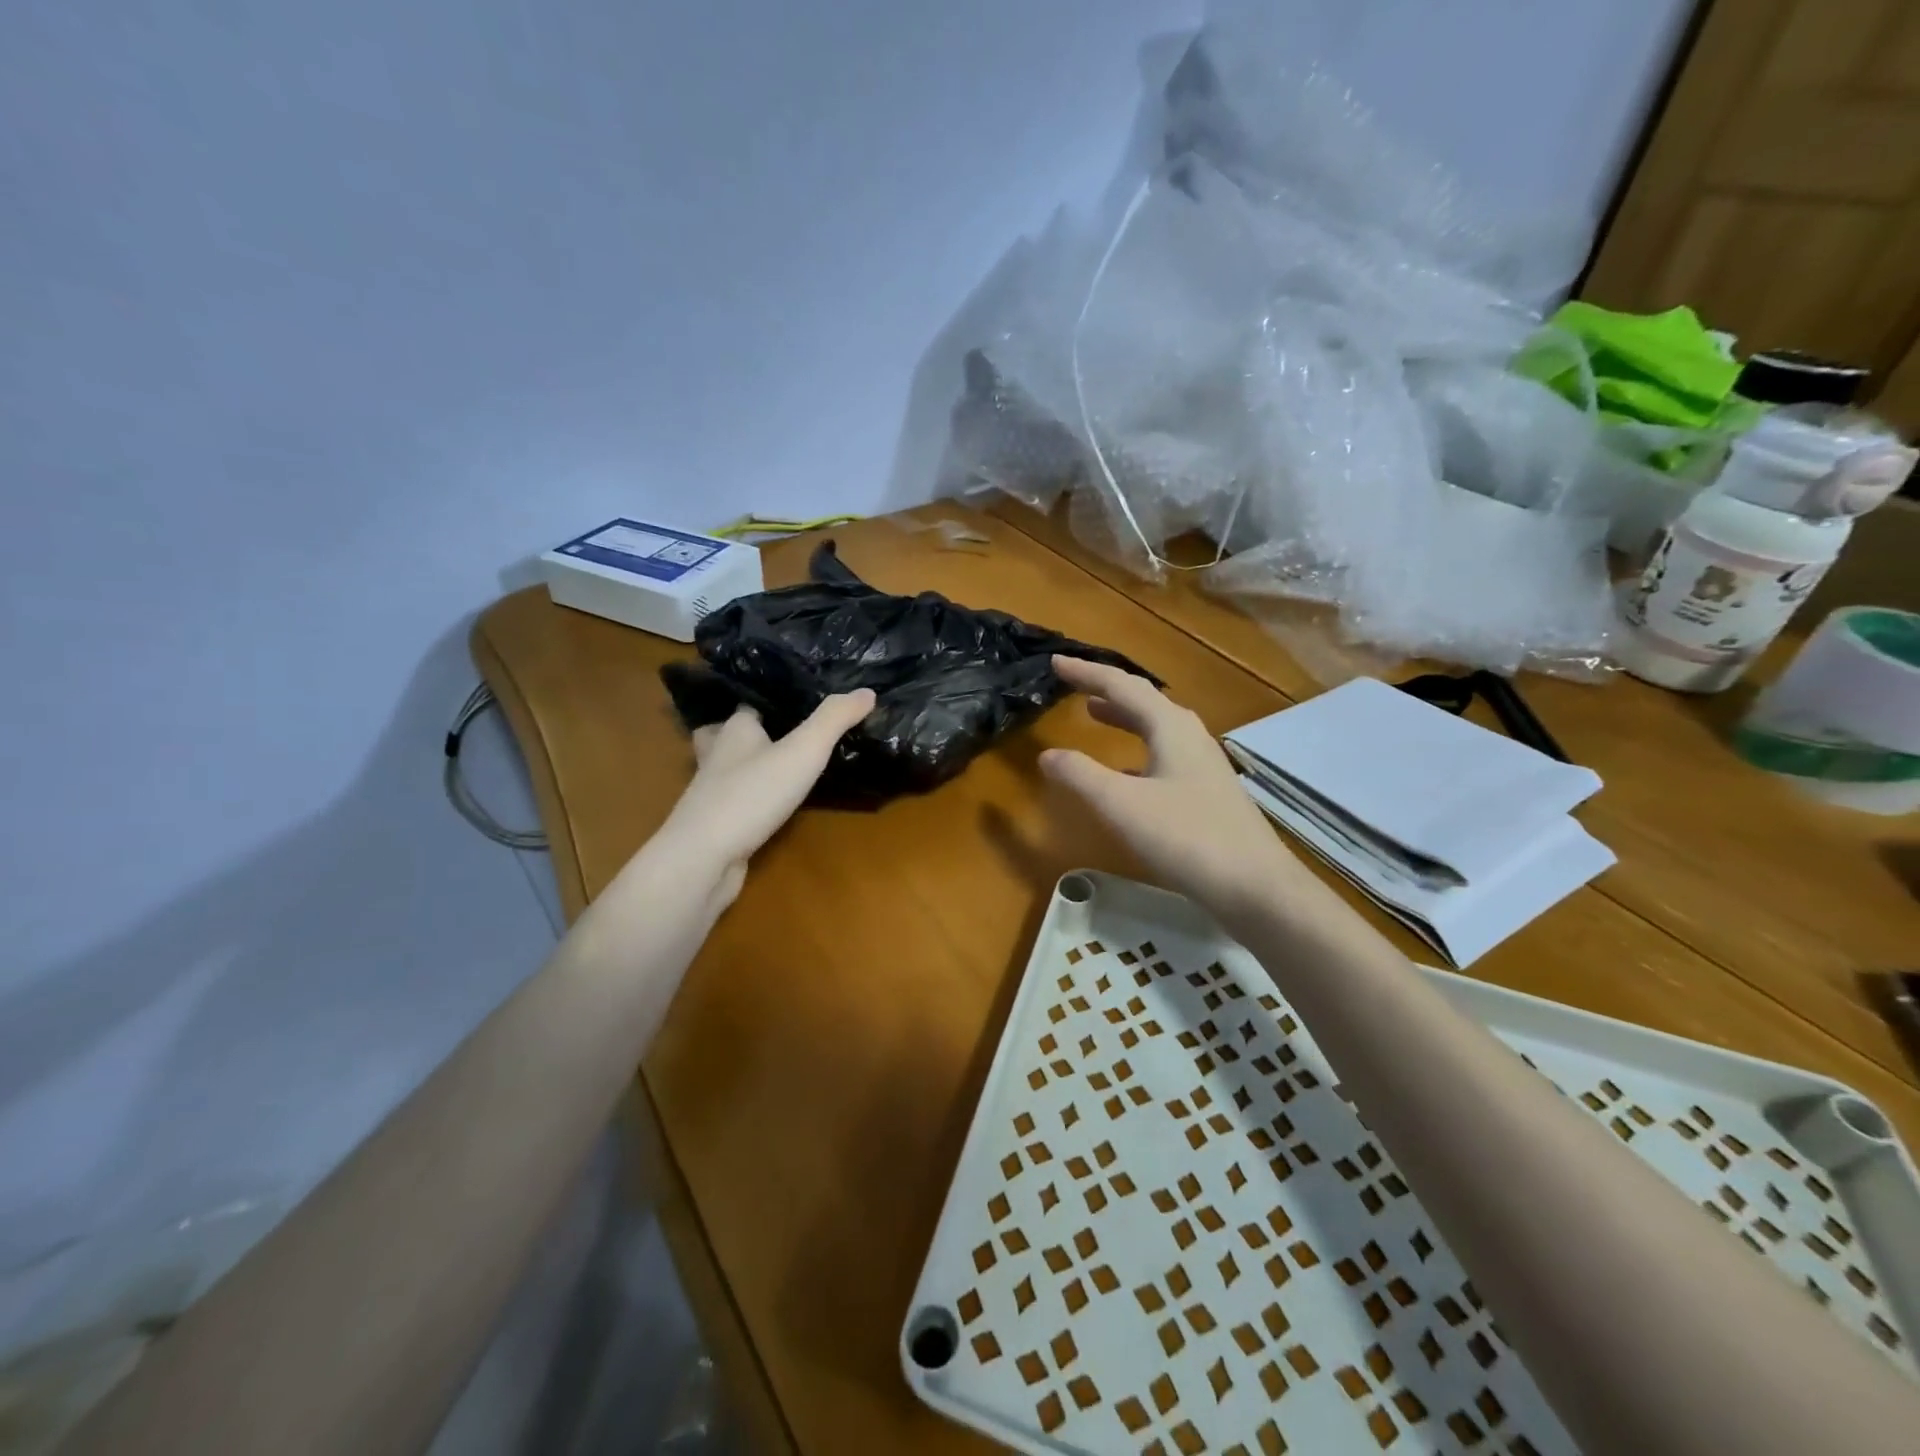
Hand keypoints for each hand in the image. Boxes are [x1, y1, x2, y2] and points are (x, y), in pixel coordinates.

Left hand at [656, 691, 875, 904]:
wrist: (703, 859)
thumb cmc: (752, 794)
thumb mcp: (803, 750)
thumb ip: (834, 719)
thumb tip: (867, 691)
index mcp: (735, 729)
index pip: (750, 704)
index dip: (773, 699)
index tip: (801, 697)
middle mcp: (718, 755)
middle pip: (730, 734)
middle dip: (752, 731)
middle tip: (784, 730)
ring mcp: (713, 792)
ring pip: (731, 769)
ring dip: (751, 765)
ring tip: (782, 764)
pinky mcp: (716, 825)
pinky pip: (736, 802)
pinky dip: (752, 799)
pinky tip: (771, 806)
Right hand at [1040, 657, 1307, 928]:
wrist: (1255, 885)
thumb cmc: (1186, 837)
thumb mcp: (1121, 805)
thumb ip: (1080, 775)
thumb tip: (1047, 754)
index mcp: (1170, 726)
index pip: (1121, 685)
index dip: (1086, 672)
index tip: (1055, 661)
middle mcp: (1190, 735)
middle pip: (1143, 700)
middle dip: (1106, 689)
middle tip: (1073, 683)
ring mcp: (1203, 764)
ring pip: (1156, 727)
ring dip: (1124, 716)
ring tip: (1094, 713)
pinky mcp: (1208, 791)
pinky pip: (1165, 753)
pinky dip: (1137, 750)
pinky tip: (1126, 772)